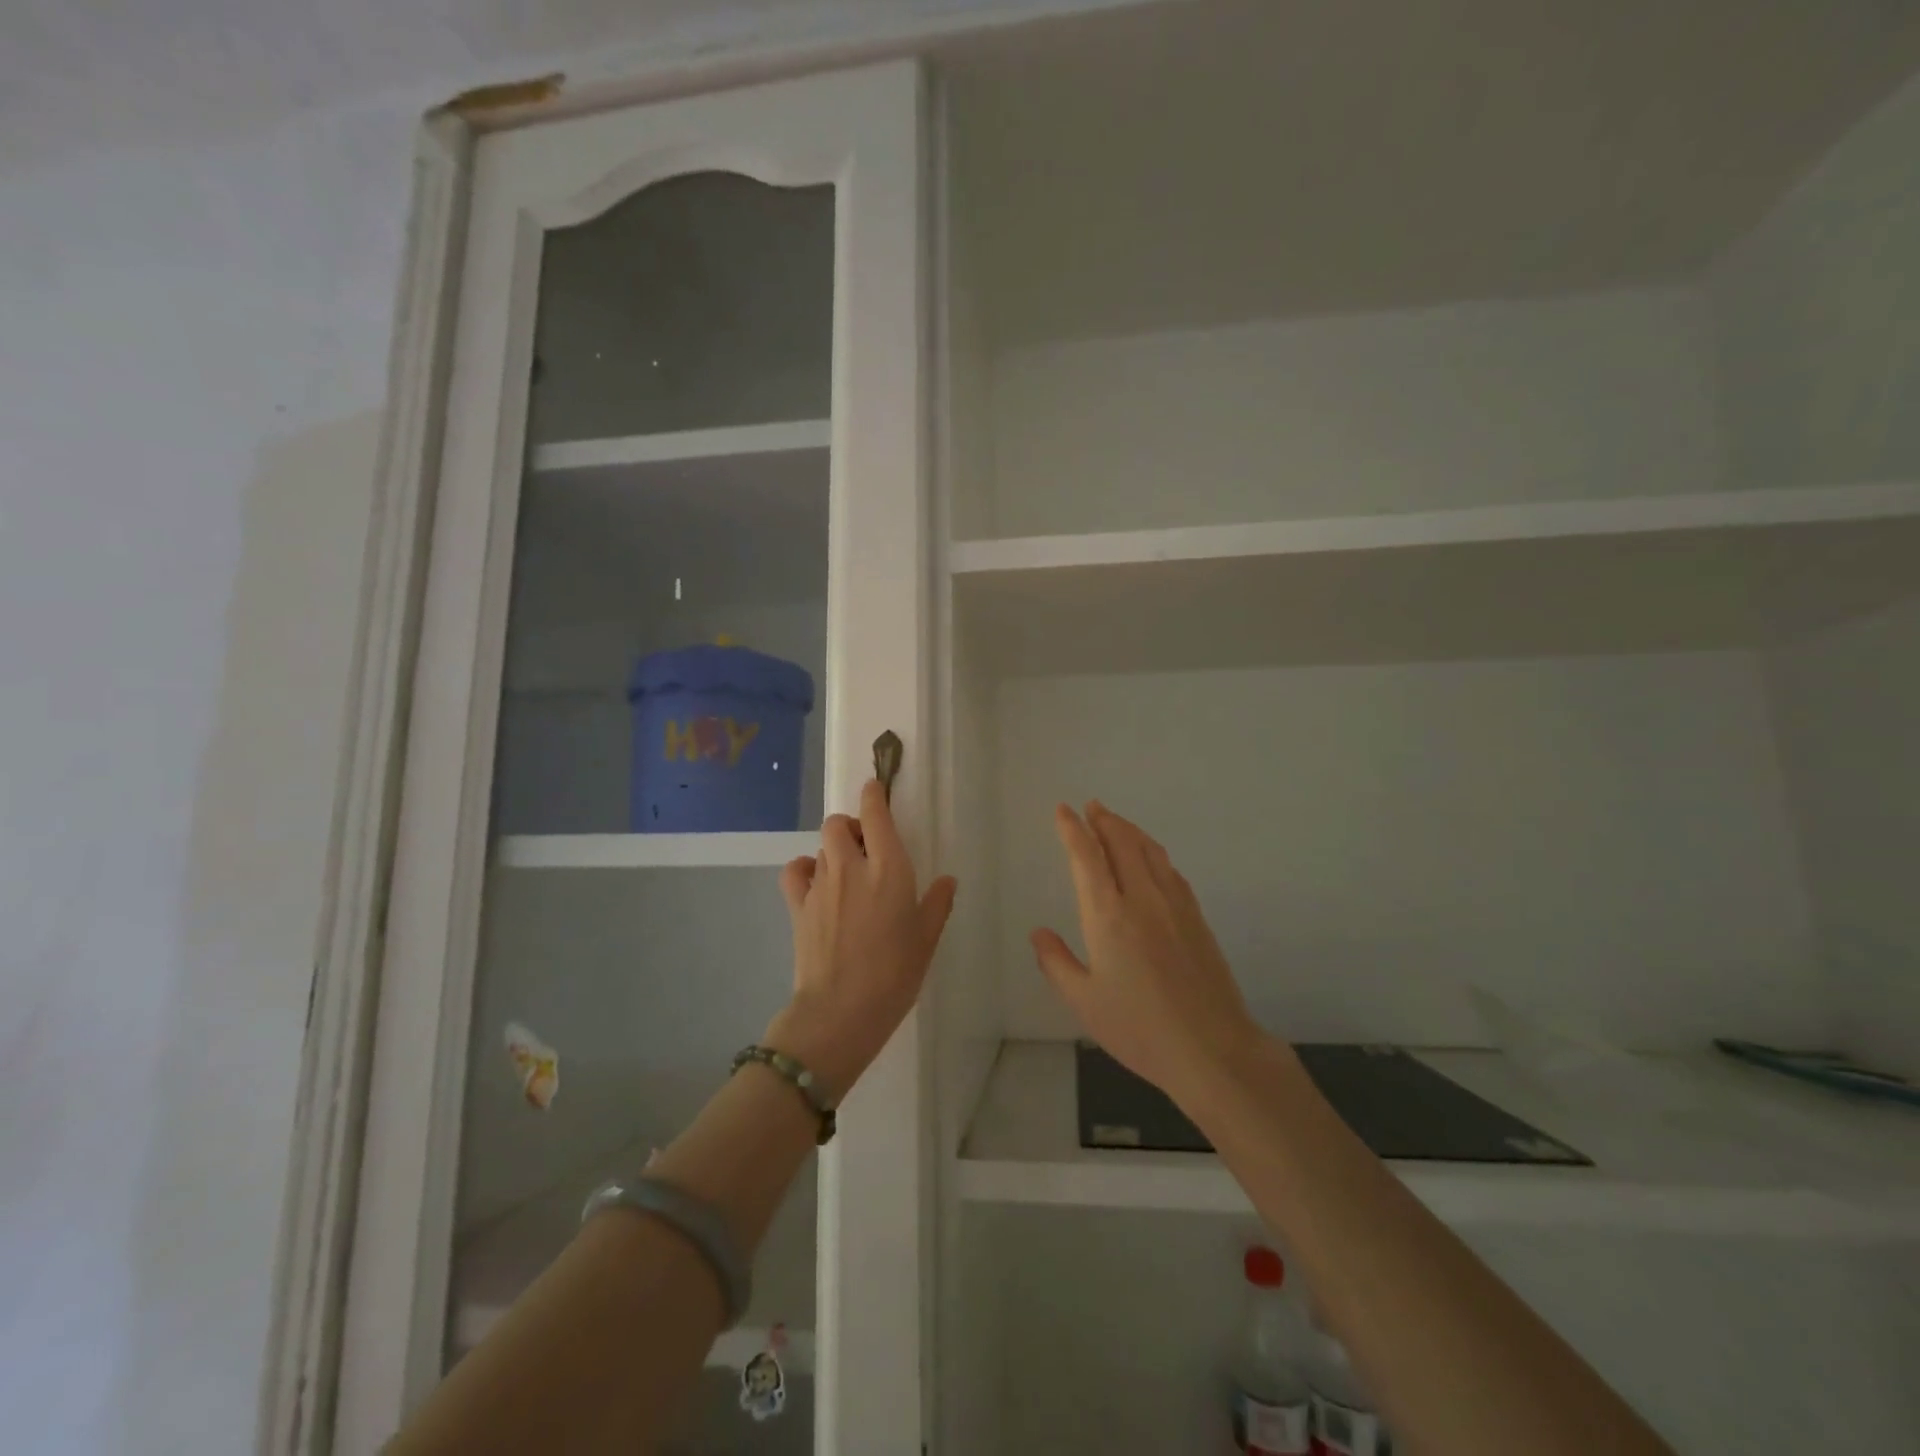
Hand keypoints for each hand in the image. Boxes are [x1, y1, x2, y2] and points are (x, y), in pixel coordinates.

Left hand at [765, 779, 956, 1100]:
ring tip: (848, 872)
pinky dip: (805, 868)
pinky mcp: (798, 905)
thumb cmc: (894, 975)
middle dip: (852, 826)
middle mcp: (851, 867)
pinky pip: (796, 870)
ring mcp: (820, 884)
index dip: (874, 795)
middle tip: (867, 848)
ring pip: (822, 845)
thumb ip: (937, 904)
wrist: (841, 1011)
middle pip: (839, 823)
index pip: (876, 814)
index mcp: (889, 869)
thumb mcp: (926, 940)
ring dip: (835, 849)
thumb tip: (947, 880)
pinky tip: (817, 883)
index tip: (876, 789)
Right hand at [1032, 802, 1263, 1106]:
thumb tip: (1038, 932)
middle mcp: (1142, 899)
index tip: (1063, 810)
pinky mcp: (1197, 919)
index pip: (1087, 857)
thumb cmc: (1140, 1029)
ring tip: (1116, 821)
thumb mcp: (1084, 1003)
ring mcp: (1175, 906)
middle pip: (1122, 843)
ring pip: (1150, 851)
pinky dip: (1154, 853)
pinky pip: (1171, 871)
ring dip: (1130, 830)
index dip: (1073, 830)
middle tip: (1091, 806)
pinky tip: (1152, 859)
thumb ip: (1057, 963)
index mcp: (1108, 916)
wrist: (1213, 1049)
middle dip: (1104, 820)